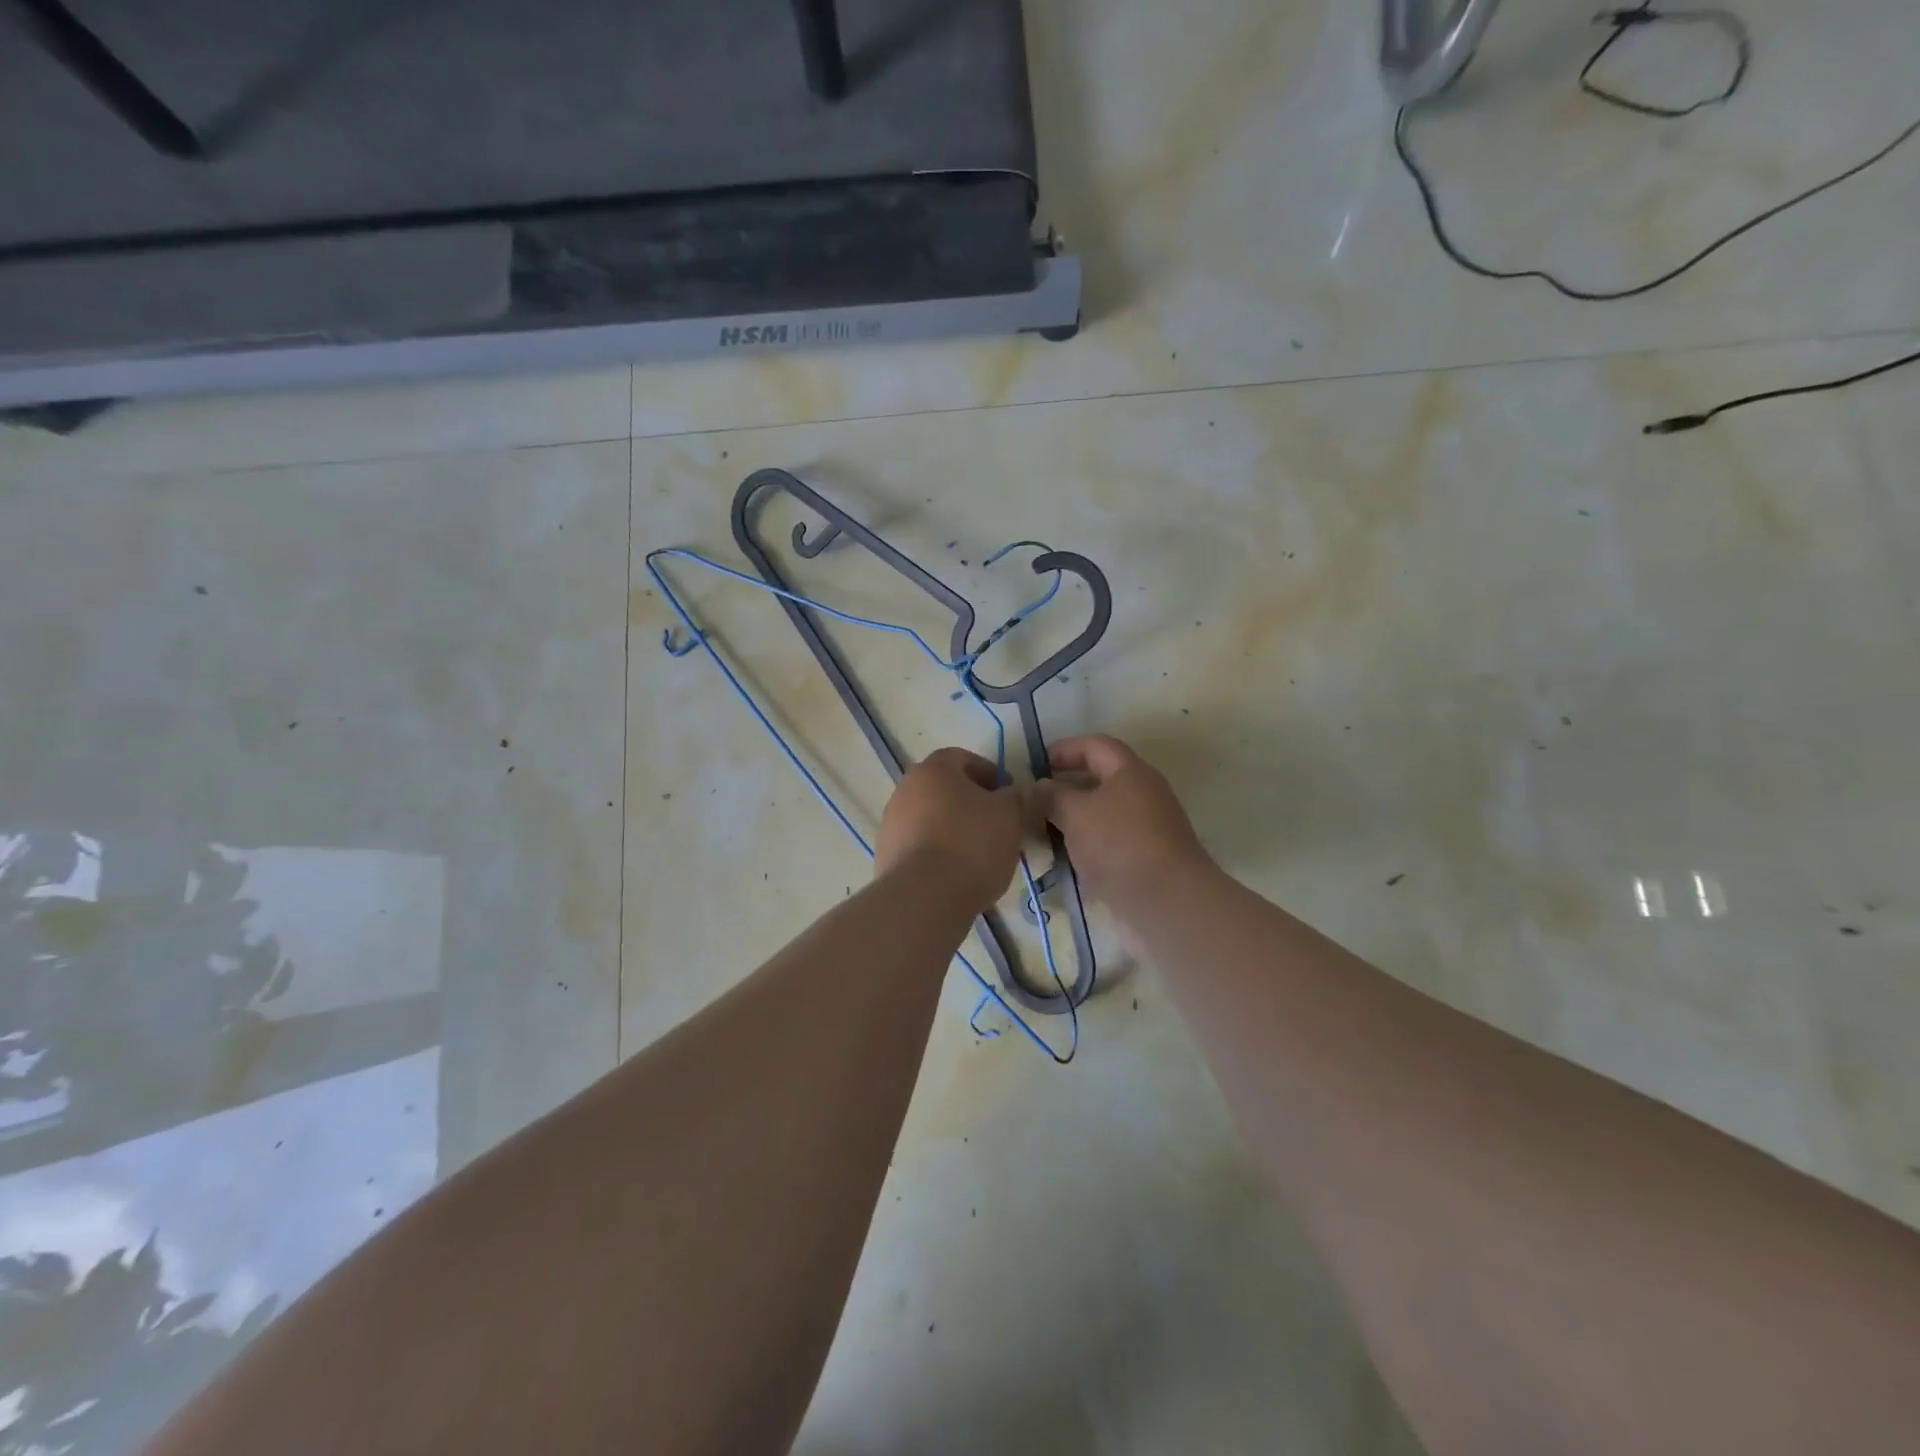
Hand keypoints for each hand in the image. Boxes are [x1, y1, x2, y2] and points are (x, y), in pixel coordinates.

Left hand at [875, 748, 1024, 912]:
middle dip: (970, 804)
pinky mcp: (885, 855)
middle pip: (944, 789)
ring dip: (952, 829)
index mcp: (934, 769)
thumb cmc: (971, 844)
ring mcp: (890, 823)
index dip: (989, 774)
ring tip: (978, 856)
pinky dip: (936, 853)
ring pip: (930, 819)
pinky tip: (955, 875)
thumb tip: (1008, 794)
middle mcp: (905, 789)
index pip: (963, 758)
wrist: (923, 897)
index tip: (1009, 796)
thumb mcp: (1009, 815)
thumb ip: (1014, 797)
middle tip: (996, 826)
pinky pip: (918, 846)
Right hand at [1030, 735, 1212, 904]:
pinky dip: (1084, 848)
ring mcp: (1146, 831)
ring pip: (1102, 816)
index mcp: (1131, 772)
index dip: (1065, 749)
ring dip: (1071, 822)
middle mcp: (1143, 795)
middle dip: (1065, 789)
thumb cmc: (1119, 845)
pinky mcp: (1144, 861)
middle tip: (1032, 802)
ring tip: (1040, 834)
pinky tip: (1062, 862)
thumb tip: (1038, 787)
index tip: (1037, 764)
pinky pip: (1108, 845)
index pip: (1096, 746)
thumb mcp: (1075, 813)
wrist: (1168, 904)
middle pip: (1100, 781)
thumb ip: (1051, 795)